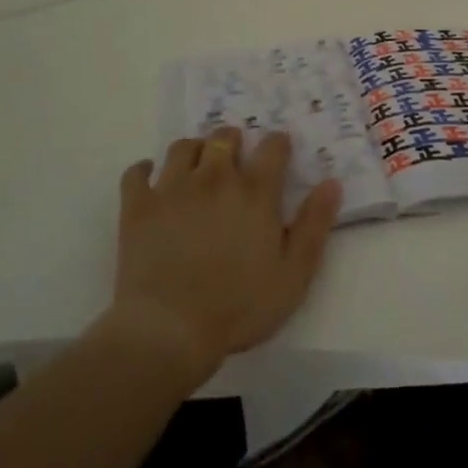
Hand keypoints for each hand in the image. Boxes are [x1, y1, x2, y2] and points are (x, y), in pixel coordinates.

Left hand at [109, 128, 342, 385]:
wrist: (169, 330)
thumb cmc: (239, 307)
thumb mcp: (294, 274)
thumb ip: (315, 225)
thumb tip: (331, 182)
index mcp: (255, 192)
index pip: (272, 147)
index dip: (278, 144)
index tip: (279, 151)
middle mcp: (214, 178)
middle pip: (224, 137)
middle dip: (233, 140)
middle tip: (235, 158)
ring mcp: (172, 188)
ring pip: (183, 147)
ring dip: (194, 150)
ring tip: (197, 167)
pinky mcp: (138, 206)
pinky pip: (137, 172)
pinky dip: (144, 171)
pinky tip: (151, 180)